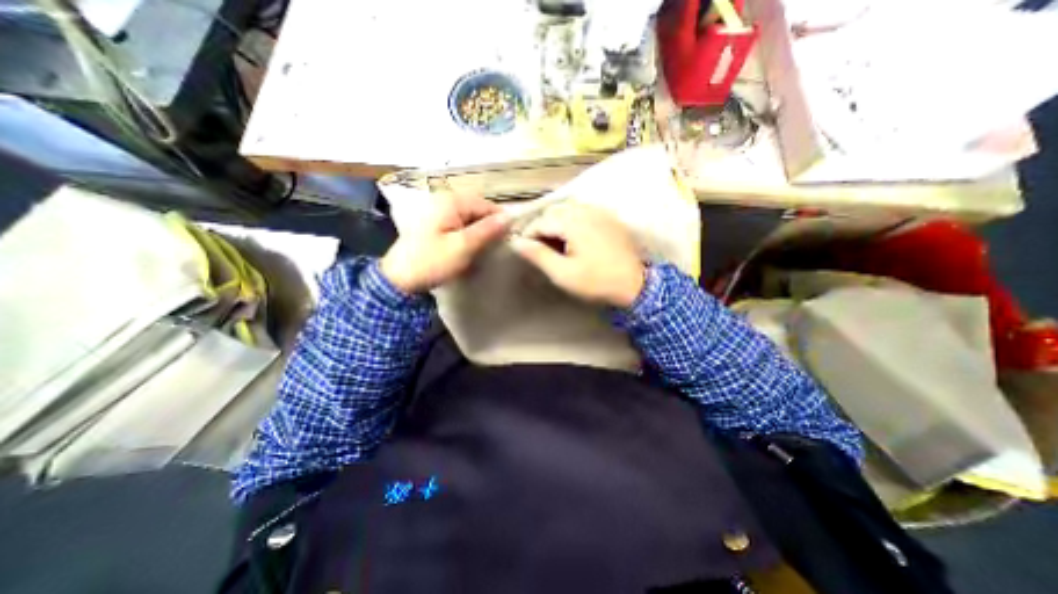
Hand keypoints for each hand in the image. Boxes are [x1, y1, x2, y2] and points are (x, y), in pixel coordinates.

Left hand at [380, 192, 511, 290]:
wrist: (399, 279)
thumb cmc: (432, 261)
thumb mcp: (463, 247)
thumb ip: (488, 230)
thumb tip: (510, 217)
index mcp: (451, 201)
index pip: (487, 205)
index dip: (500, 221)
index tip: (509, 241)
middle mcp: (445, 200)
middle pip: (478, 210)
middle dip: (489, 228)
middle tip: (496, 248)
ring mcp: (439, 211)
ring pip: (470, 218)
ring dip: (479, 233)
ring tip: (485, 250)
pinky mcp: (436, 223)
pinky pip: (460, 225)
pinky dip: (468, 236)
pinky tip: (470, 249)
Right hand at [511, 201, 643, 308]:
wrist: (635, 285)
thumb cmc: (596, 281)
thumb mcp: (563, 273)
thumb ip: (538, 255)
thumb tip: (516, 243)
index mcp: (573, 222)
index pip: (541, 221)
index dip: (529, 235)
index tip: (526, 251)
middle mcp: (586, 210)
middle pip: (553, 212)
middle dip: (542, 228)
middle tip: (541, 249)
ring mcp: (600, 212)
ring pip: (568, 210)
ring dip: (557, 224)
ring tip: (556, 245)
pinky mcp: (608, 218)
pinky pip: (583, 212)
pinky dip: (572, 222)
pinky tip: (574, 238)